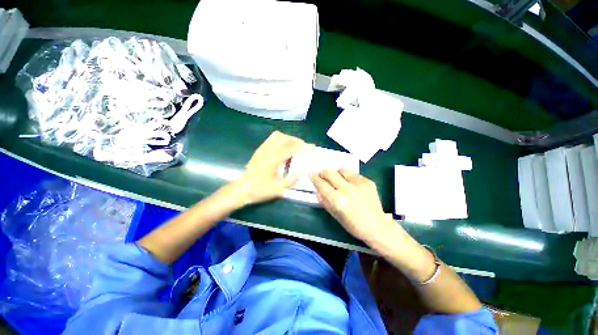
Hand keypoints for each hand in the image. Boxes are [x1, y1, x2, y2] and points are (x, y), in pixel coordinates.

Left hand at [226, 131, 309, 206]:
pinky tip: (283, 149)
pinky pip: (271, 140)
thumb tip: (304, 172)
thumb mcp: (278, 188)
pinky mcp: (259, 151)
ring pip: (277, 136)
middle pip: (285, 138)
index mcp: (274, 158)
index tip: (312, 147)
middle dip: (297, 140)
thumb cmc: (259, 190)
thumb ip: (292, 179)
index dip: (304, 146)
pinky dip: (280, 140)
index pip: (292, 147)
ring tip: (295, 146)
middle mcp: (268, 150)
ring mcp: (262, 149)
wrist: (241, 190)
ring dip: (288, 138)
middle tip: (304, 147)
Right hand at [310, 169, 394, 242]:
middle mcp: (347, 189)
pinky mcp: (368, 181)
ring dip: (336, 173)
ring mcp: (359, 184)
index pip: (321, 184)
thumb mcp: (334, 215)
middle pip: (330, 173)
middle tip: (322, 175)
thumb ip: (324, 200)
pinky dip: (348, 176)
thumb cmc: (353, 225)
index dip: (314, 178)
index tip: (310, 173)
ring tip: (337, 179)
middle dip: (323, 173)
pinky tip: (350, 184)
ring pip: (341, 170)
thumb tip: (317, 188)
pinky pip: (353, 174)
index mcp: (338, 200)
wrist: (377, 227)